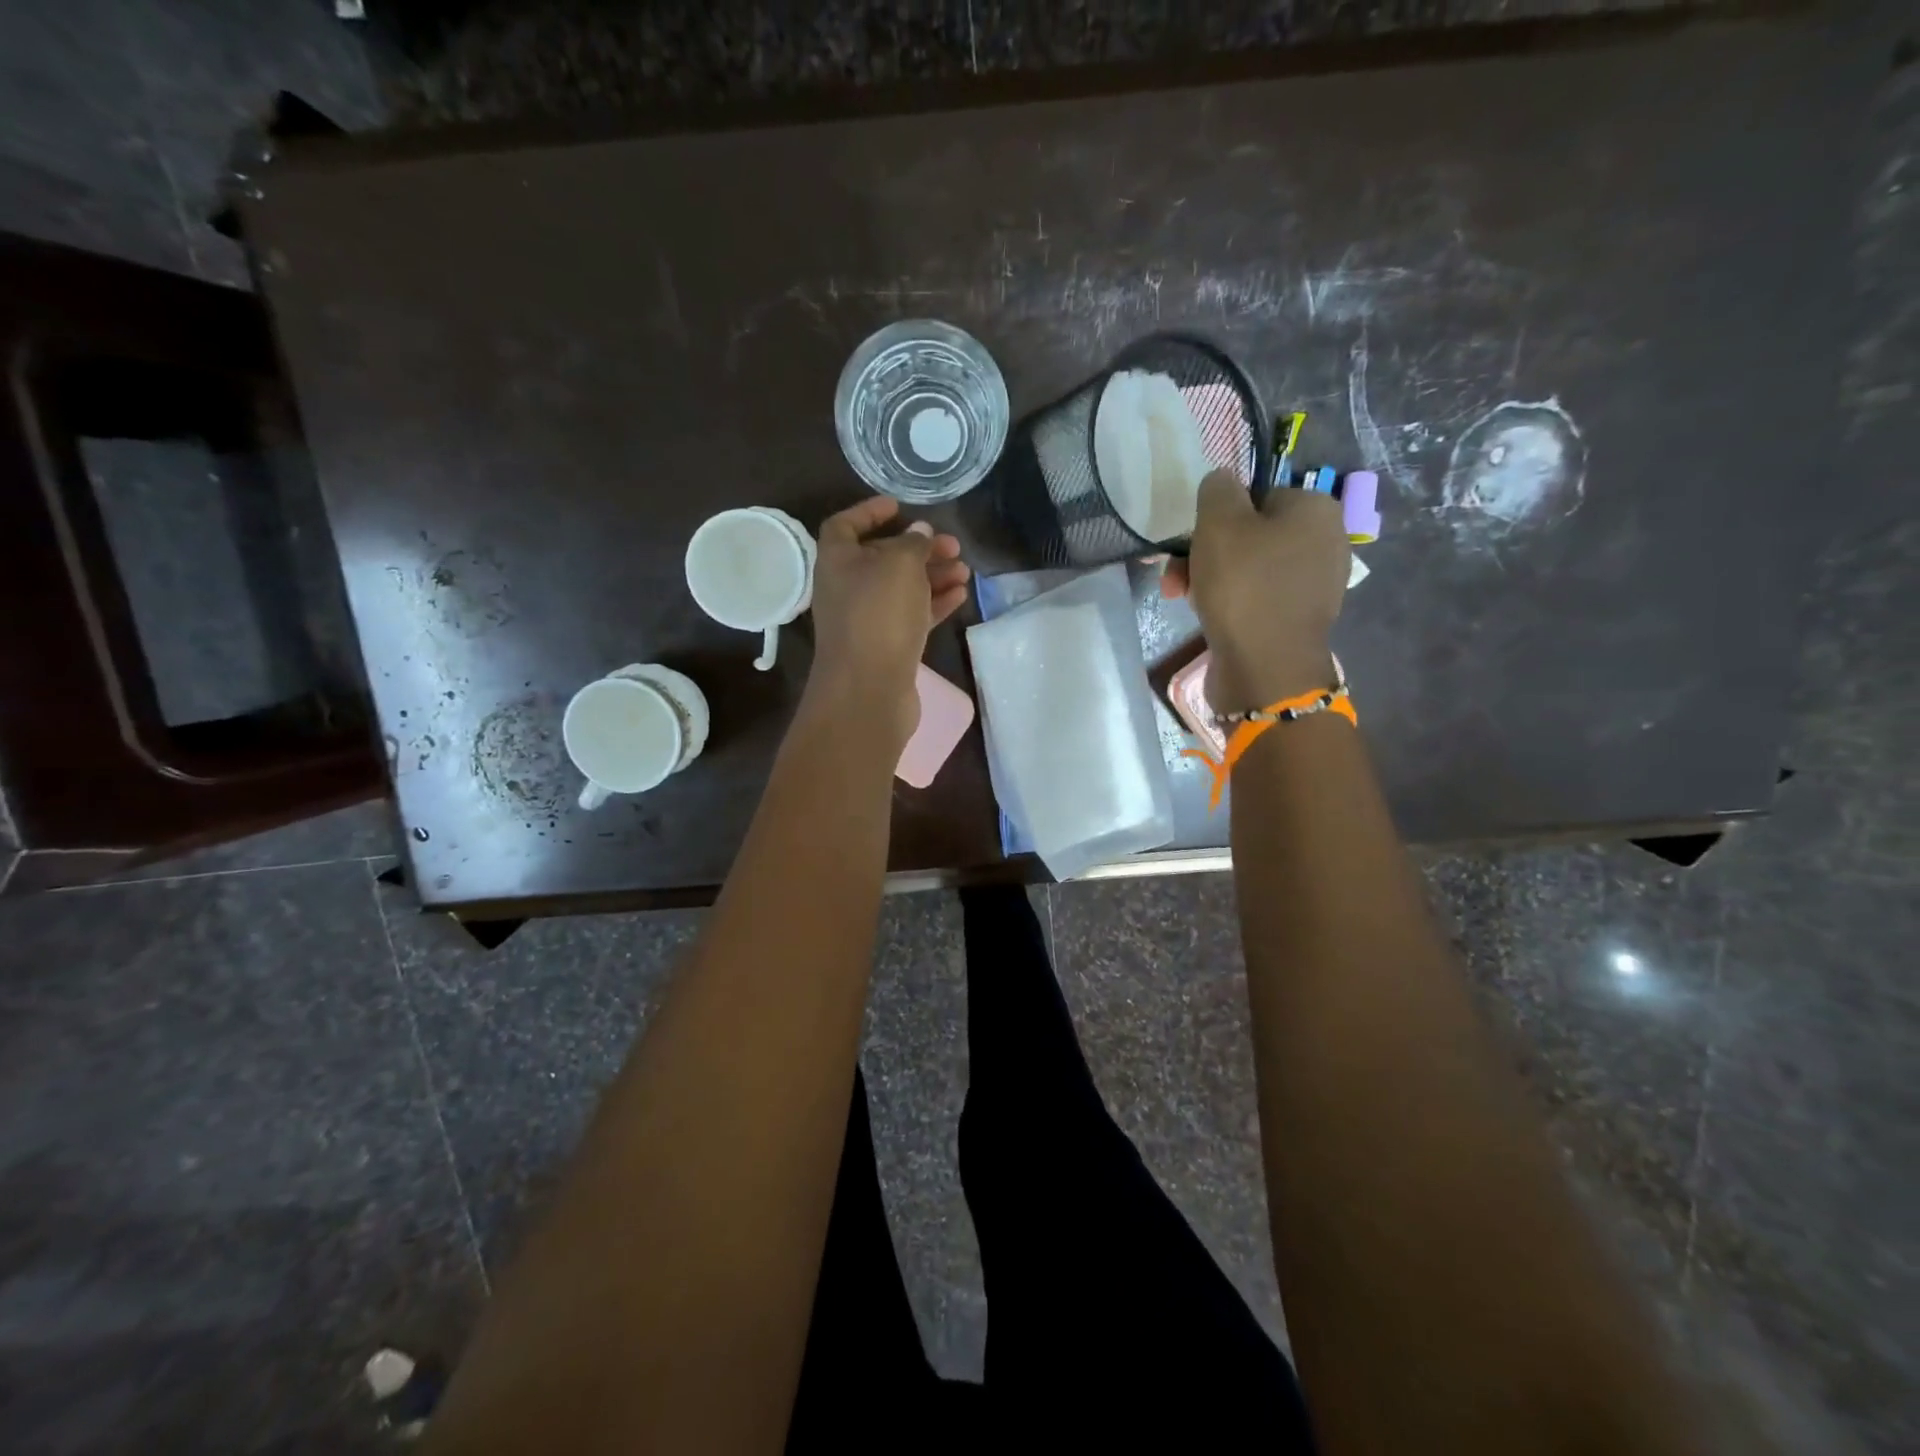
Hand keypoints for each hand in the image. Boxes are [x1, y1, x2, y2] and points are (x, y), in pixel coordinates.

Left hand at [802, 495, 969, 745]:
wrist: (869, 689)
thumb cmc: (879, 615)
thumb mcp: (900, 565)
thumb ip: (913, 543)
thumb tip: (919, 532)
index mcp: (837, 562)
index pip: (845, 525)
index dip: (870, 512)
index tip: (899, 506)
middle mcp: (847, 589)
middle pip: (882, 558)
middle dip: (918, 549)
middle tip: (953, 545)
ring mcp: (866, 621)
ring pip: (902, 589)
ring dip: (932, 576)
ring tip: (965, 570)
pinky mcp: (886, 647)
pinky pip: (911, 616)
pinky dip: (934, 603)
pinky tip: (960, 596)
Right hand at [1161, 471, 1347, 712]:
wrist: (1265, 668)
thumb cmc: (1244, 586)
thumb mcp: (1220, 523)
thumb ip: (1217, 489)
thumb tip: (1222, 481)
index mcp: (1316, 510)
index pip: (1256, 495)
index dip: (1216, 517)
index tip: (1189, 540)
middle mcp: (1325, 542)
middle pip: (1250, 534)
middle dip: (1205, 552)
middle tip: (1175, 575)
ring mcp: (1313, 584)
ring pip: (1248, 568)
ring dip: (1209, 578)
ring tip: (1180, 597)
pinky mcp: (1297, 619)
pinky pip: (1256, 597)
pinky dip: (1230, 601)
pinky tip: (1206, 614)